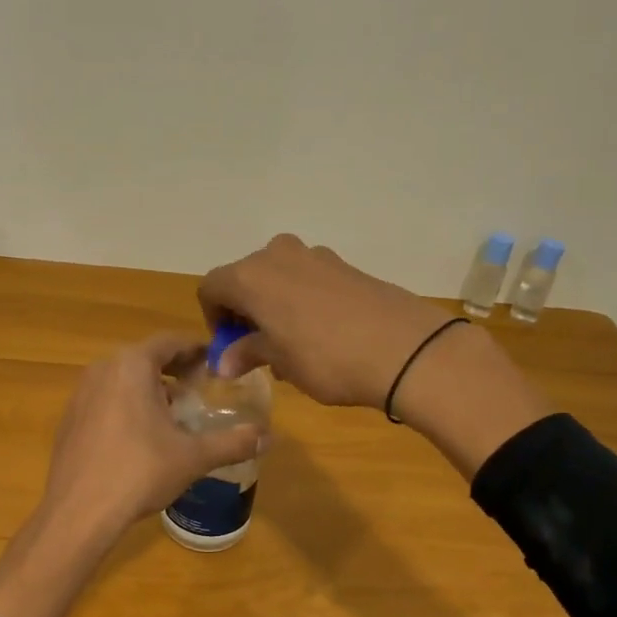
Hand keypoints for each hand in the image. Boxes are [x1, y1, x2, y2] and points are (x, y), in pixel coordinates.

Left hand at [41, 332, 264, 535]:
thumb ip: (233, 442)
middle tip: (201, 388)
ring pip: (124, 378)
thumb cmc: (140, 471)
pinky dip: (127, 405)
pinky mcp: (70, 418)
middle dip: (175, 369)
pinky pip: (106, 399)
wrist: (79, 511)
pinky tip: (141, 437)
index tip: (217, 363)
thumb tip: (269, 437)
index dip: (197, 349)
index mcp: (132, 365)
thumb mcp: (193, 456)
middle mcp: (103, 368)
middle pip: (146, 357)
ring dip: (151, 388)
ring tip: (175, 413)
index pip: (171, 341)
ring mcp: (81, 393)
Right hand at [199, 234, 552, 475]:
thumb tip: (224, 362)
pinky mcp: (344, 265)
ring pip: (278, 277)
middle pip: (244, 278)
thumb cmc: (326, 358)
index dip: (214, 318)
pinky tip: (322, 334)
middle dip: (245, 311)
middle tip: (259, 348)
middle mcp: (277, 255)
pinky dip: (302, 300)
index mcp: (250, 275)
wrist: (405, 348)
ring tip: (292, 345)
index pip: (211, 288)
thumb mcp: (280, 361)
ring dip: (274, 306)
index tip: (230, 347)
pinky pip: (307, 278)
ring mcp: (315, 256)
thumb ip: (248, 353)